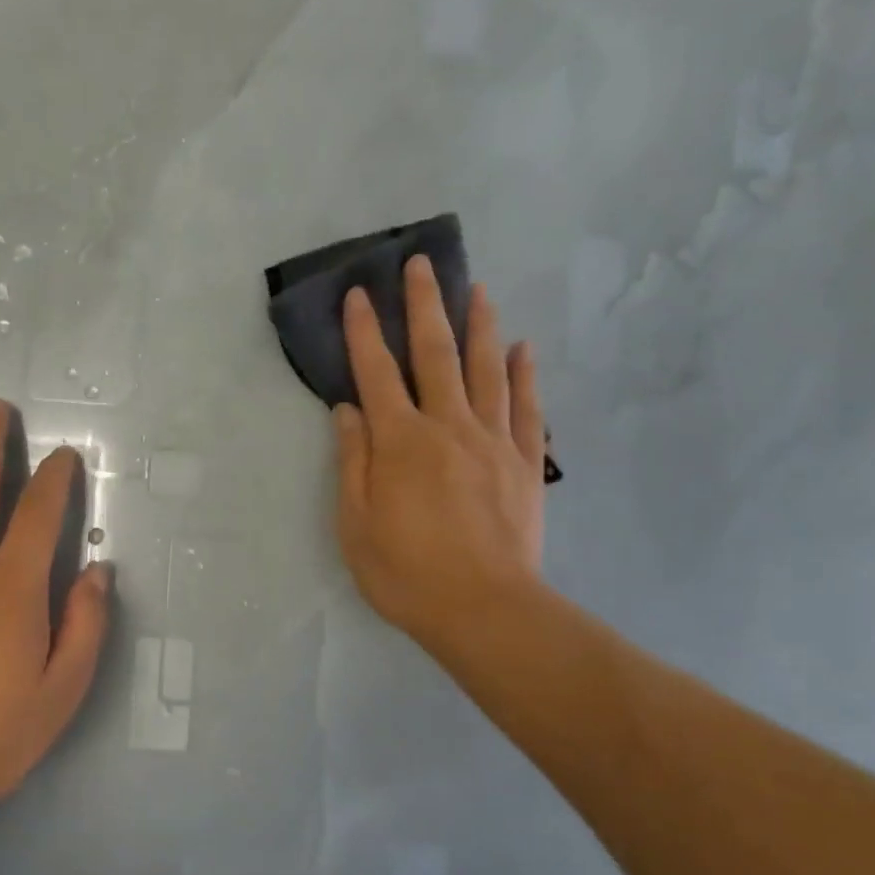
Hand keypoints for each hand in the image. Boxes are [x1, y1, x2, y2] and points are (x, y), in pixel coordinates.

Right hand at [333, 256, 547, 662]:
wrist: (485, 610)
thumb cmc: (407, 572)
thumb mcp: (356, 524)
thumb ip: (352, 461)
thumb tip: (347, 410)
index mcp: (400, 441)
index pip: (376, 372)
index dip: (363, 331)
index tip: (358, 294)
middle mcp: (448, 426)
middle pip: (435, 354)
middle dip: (424, 305)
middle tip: (422, 264)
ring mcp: (493, 441)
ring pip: (486, 369)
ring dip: (480, 325)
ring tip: (477, 289)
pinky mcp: (525, 463)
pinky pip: (526, 407)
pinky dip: (524, 374)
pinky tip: (524, 347)